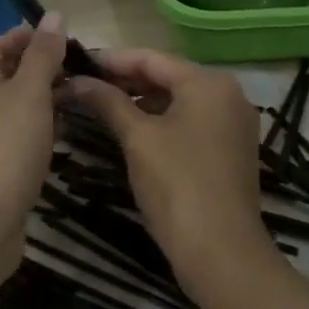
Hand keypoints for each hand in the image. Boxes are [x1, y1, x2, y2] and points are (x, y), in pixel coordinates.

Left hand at [0, 14, 68, 275]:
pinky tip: (69, 133)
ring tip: (87, 95)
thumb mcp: (28, 92)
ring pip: (21, 106)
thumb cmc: (6, 146)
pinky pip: (26, 135)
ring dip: (49, 98)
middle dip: (45, 66)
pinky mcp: (2, 166)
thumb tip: (53, 15)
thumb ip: (42, 55)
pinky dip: (46, 128)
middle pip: (12, 75)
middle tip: (87, 67)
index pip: (2, 45)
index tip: (67, 36)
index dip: (29, 35)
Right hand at [67, 47, 273, 290]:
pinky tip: (129, 129)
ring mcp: (232, 124)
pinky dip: (159, 121)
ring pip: (177, 101)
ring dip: (139, 101)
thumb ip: (107, 102)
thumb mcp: (137, 138)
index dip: (110, 60)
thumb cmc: (177, 184)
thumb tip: (76, 80)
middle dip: (123, 80)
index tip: (76, 62)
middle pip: (167, 76)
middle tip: (82, 85)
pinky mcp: (229, 150)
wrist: (220, 250)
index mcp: (209, 83)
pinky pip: (189, 122)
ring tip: (98, 106)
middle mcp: (227, 95)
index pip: (151, 58)